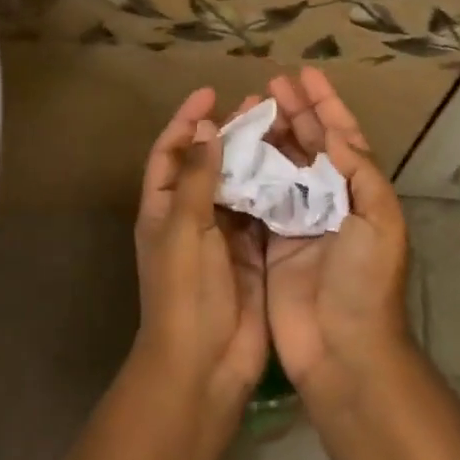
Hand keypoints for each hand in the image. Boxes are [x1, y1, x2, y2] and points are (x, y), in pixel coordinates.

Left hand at [132, 87, 268, 406]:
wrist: (204, 366)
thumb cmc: (185, 293)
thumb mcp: (184, 230)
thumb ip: (197, 179)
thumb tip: (206, 129)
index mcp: (163, 208)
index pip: (170, 152)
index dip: (185, 121)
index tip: (210, 93)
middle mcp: (191, 217)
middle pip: (208, 163)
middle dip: (227, 133)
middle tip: (257, 105)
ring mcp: (222, 236)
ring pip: (238, 184)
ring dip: (254, 157)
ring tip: (280, 127)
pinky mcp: (252, 252)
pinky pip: (262, 210)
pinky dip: (274, 188)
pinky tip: (296, 167)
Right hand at [257, 69, 411, 395]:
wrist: (343, 350)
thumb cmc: (365, 281)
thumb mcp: (379, 220)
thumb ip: (360, 172)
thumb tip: (336, 133)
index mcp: (359, 191)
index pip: (343, 135)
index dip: (326, 103)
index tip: (305, 74)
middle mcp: (330, 199)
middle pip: (310, 144)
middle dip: (294, 111)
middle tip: (270, 84)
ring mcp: (299, 220)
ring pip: (282, 165)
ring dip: (269, 136)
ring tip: (249, 108)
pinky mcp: (272, 242)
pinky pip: (259, 197)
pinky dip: (249, 172)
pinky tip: (232, 151)